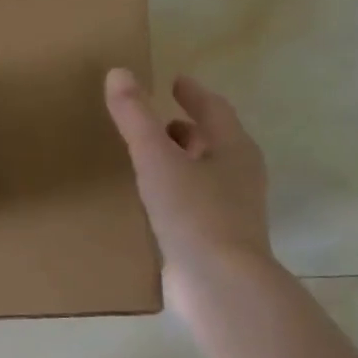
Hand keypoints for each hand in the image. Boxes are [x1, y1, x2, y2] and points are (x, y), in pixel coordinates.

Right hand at [104, 69, 272, 279]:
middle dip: (185, 129)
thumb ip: (135, 117)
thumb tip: (118, 73)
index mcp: (233, 149)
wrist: (220, 284)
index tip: (174, 81)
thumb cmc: (194, 213)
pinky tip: (151, 200)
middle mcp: (239, 176)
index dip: (193, 94)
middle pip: (213, 142)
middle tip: (155, 121)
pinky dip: (175, 191)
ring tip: (148, 159)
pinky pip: (194, 202)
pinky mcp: (216, 238)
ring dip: (180, 161)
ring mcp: (231, 210)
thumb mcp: (157, 159)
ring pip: (204, 174)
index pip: (214, 110)